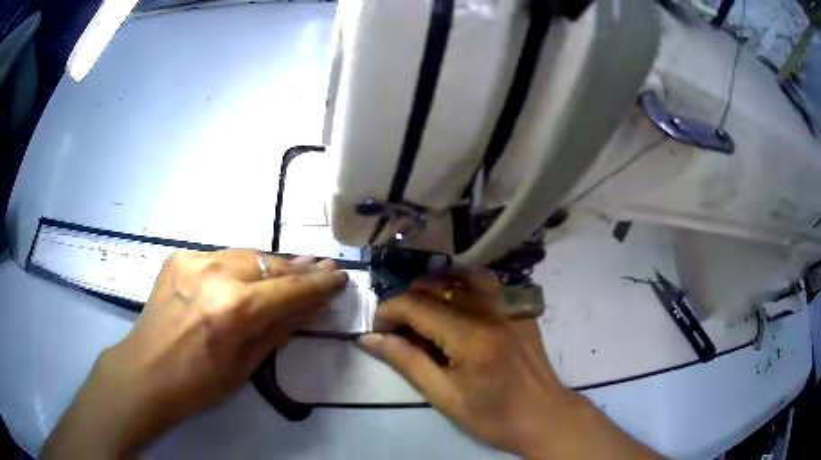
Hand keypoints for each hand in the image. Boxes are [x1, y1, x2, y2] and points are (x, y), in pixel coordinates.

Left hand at [43, 249, 347, 458]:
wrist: (144, 372)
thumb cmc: (197, 384)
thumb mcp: (245, 366)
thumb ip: (278, 330)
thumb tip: (311, 308)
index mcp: (234, 309)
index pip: (290, 289)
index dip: (319, 283)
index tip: (340, 276)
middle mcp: (215, 273)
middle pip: (269, 263)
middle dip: (298, 268)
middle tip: (321, 268)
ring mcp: (193, 260)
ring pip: (246, 253)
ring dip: (270, 264)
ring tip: (290, 270)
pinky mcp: (178, 257)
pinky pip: (220, 256)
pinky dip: (239, 266)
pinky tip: (245, 277)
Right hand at [358, 270, 657, 458]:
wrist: (545, 416)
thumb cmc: (494, 416)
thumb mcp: (445, 397)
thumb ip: (407, 362)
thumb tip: (370, 339)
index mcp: (471, 336)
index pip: (416, 305)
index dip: (388, 313)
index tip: (377, 332)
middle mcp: (491, 309)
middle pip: (435, 285)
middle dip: (407, 303)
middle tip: (400, 332)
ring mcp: (510, 304)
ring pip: (459, 276)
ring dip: (433, 290)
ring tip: (425, 317)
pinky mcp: (520, 306)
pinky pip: (484, 282)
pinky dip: (461, 287)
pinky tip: (456, 309)